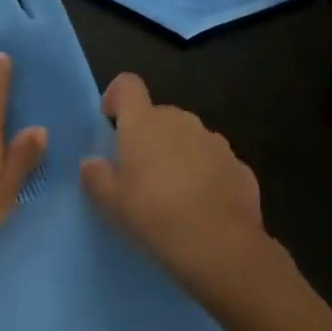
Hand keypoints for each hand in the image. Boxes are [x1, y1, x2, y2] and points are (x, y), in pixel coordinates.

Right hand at [78, 73, 268, 301]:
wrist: (220, 246)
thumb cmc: (154, 214)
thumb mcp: (112, 202)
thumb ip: (96, 176)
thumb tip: (92, 163)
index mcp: (145, 122)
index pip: (127, 85)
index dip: (116, 97)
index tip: (110, 123)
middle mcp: (181, 120)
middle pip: (158, 115)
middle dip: (148, 136)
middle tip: (138, 174)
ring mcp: (214, 141)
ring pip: (188, 139)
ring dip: (178, 155)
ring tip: (172, 195)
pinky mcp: (239, 166)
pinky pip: (213, 163)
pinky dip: (204, 176)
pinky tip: (202, 208)